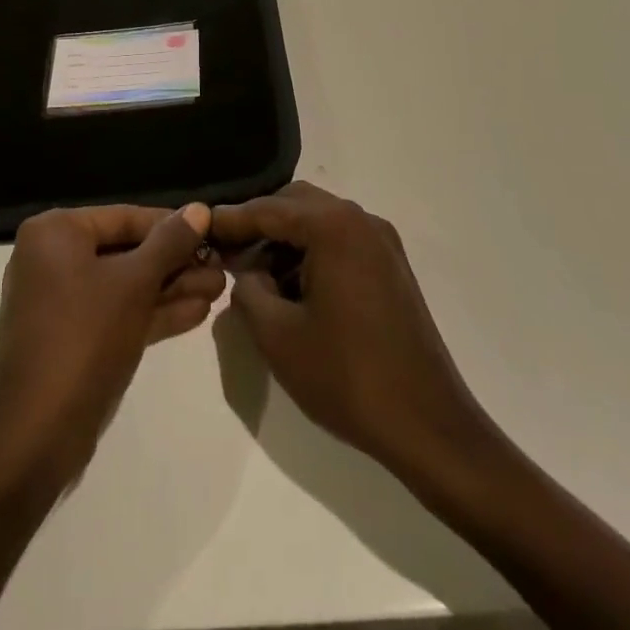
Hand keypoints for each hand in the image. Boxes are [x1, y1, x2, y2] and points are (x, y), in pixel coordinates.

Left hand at [0, 203, 222, 490]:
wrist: (38, 434)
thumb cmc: (85, 337)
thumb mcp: (135, 283)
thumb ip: (169, 242)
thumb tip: (199, 209)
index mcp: (56, 232)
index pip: (125, 217)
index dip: (173, 226)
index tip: (213, 233)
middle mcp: (52, 257)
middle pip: (126, 251)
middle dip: (176, 263)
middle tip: (222, 267)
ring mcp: (60, 300)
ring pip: (124, 285)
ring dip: (171, 288)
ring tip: (220, 289)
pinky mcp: (71, 337)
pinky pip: (116, 313)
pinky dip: (151, 313)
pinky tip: (197, 313)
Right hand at [211, 182, 491, 479]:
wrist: (429, 426)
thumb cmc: (348, 377)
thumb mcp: (278, 336)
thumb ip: (247, 291)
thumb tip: (245, 273)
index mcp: (333, 227)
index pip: (268, 209)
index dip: (231, 219)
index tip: (200, 226)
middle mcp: (360, 220)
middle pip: (296, 203)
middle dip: (259, 223)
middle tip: (227, 252)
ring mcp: (382, 242)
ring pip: (319, 220)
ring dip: (286, 239)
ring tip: (255, 275)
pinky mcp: (392, 267)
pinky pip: (340, 241)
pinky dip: (311, 252)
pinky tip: (292, 287)